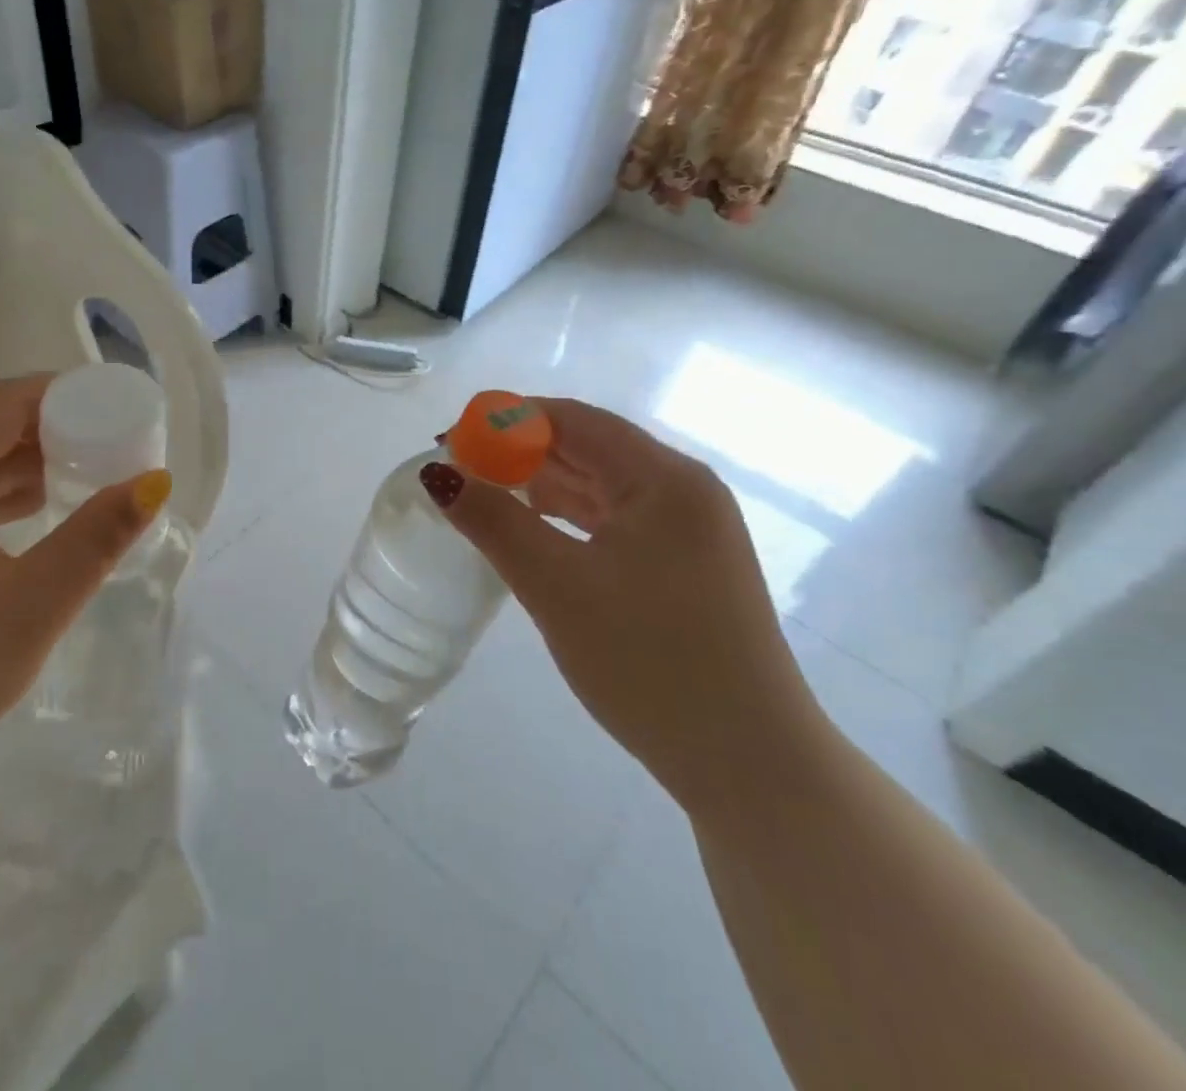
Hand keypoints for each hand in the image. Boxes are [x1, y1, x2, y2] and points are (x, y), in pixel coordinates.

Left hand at [0, 375, 169, 797]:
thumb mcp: (35, 605)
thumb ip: (98, 535)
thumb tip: (157, 480)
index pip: (4, 402)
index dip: (67, 395)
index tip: (122, 409)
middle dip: (55, 424)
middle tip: (117, 441)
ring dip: (31, 454)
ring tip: (95, 467)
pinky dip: (3, 483)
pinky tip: (46, 501)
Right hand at [427, 397, 823, 812]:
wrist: (749, 766)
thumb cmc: (650, 663)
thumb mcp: (557, 587)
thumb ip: (493, 521)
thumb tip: (436, 474)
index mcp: (664, 479)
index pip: (573, 419)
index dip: (506, 421)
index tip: (450, 442)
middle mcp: (683, 491)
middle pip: (586, 448)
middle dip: (518, 453)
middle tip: (456, 473)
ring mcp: (687, 531)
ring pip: (597, 486)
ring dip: (539, 486)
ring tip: (481, 499)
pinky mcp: (682, 566)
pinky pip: (611, 521)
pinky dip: (565, 519)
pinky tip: (528, 532)